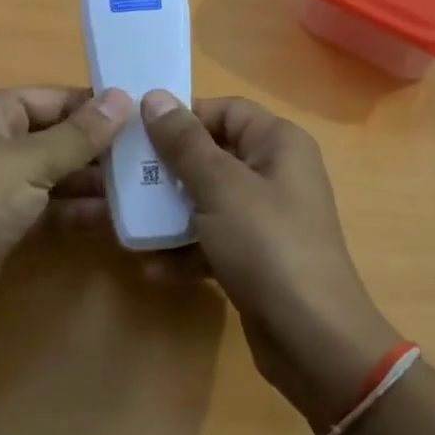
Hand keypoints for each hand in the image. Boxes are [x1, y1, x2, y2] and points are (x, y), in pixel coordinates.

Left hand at [0, 86, 130, 347]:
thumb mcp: (28, 162)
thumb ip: (80, 135)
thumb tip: (125, 96)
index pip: (56, 98)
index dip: (99, 106)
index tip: (148, 116)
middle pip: (59, 136)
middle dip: (103, 147)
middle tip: (156, 156)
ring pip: (57, 175)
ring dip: (96, 182)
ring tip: (147, 186)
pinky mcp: (4, 225)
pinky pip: (49, 209)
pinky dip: (78, 211)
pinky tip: (116, 218)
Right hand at [138, 91, 401, 430]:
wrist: (312, 337)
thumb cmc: (266, 245)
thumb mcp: (220, 187)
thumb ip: (185, 143)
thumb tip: (155, 97)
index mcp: (277, 143)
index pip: (225, 111)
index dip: (182, 117)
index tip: (137, 133)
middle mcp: (275, 173)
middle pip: (211, 157)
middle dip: (166, 171)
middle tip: (122, 181)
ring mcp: (266, 218)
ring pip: (207, 201)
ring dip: (169, 215)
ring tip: (128, 226)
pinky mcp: (255, 257)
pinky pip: (213, 241)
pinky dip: (186, 252)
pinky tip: (154, 270)